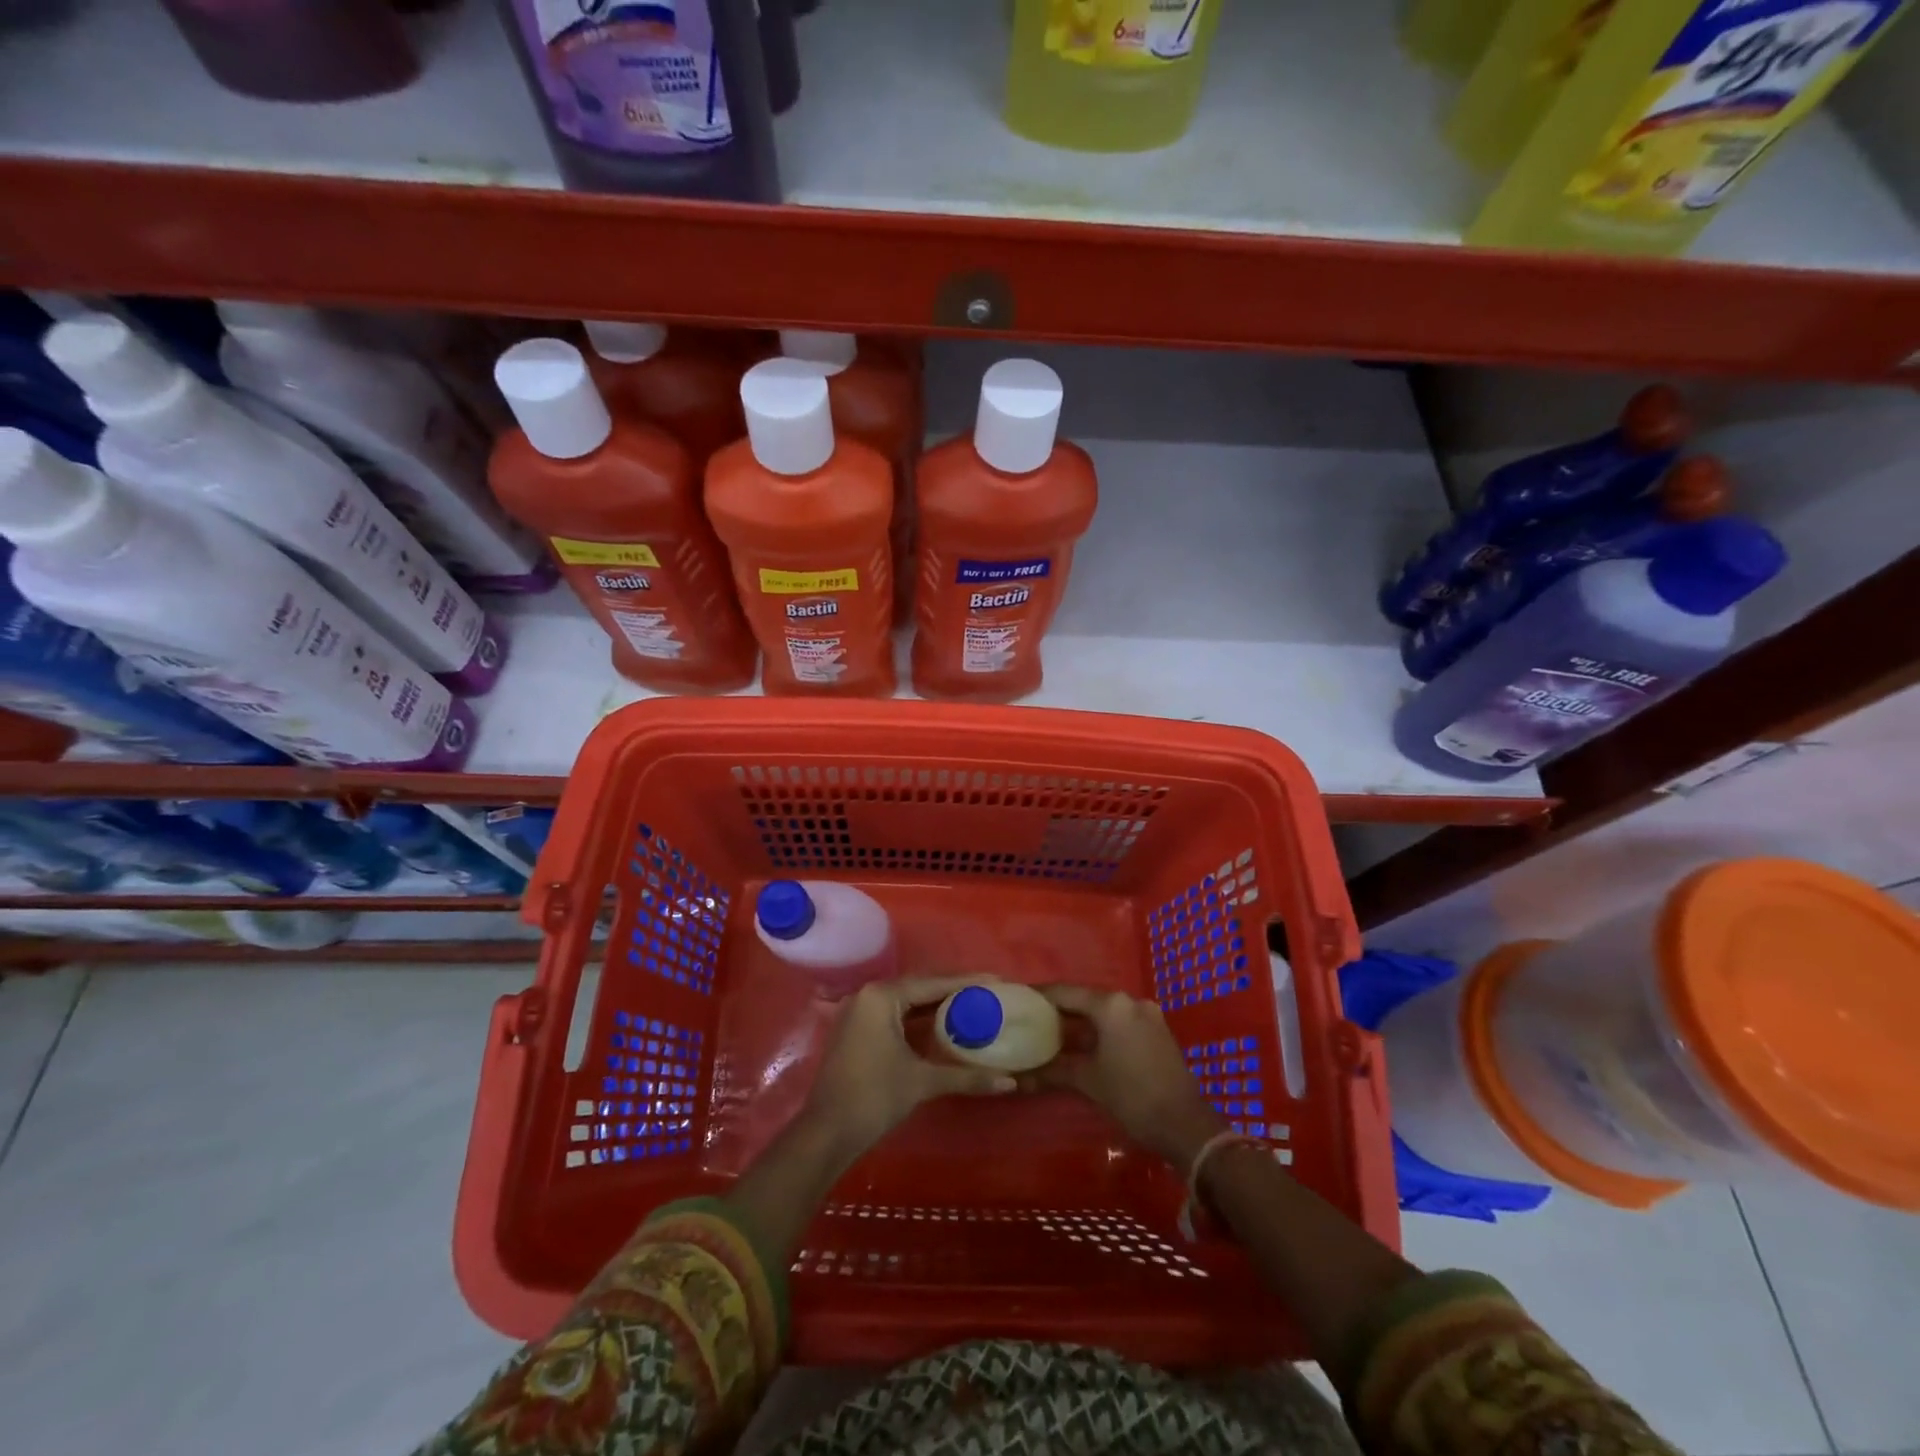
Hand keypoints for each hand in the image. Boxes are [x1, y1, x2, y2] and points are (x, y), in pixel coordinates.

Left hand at [802, 977, 1017, 1159]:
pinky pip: (894, 1016)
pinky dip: (917, 1020)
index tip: (995, 980)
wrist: (827, 1133)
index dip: (966, 982)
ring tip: (970, 1006)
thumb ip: (966, 1076)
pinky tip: (941, 1027)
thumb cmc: (874, 1097)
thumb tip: (1009, 1082)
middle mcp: (867, 996)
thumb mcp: (922, 1082)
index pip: (932, 983)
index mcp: (882, 996)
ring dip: (935, 1006)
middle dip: (952, 992)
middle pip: (918, 988)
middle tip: (986, 993)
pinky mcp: (856, 1031)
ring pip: (905, 1003)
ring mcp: (858, 1013)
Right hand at [1022, 985, 1223, 1170]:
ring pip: (1105, 1011)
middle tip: (1032, 1019)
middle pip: (1086, 999)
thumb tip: (1019, 1077)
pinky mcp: (1158, 1030)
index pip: (1066, 992)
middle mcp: (1130, 1000)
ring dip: (1081, 1021)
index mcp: (1111, 1005)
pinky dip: (1101, 1029)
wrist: (1186, 1125)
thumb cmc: (1132, 1097)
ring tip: (1053, 1033)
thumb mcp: (1088, 1081)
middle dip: (1060, 1010)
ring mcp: (1147, 1014)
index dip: (1040, 996)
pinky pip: (1120, 1021)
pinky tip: (1085, 1044)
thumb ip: (1053, 1071)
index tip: (1018, 1000)